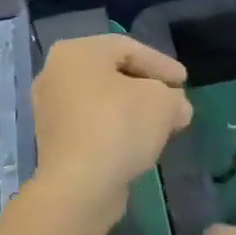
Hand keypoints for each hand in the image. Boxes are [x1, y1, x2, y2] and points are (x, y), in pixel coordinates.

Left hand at [31, 35, 191, 220]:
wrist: (79, 185)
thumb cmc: (119, 127)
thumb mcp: (162, 102)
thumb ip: (174, 98)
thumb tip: (177, 108)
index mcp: (76, 52)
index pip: (128, 49)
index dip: (162, 64)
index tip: (184, 81)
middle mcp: (55, 75)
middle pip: (112, 74)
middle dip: (147, 88)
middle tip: (174, 100)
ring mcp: (50, 110)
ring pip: (101, 102)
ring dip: (132, 111)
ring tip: (161, 124)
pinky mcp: (54, 142)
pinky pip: (93, 125)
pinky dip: (116, 129)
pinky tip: (139, 143)